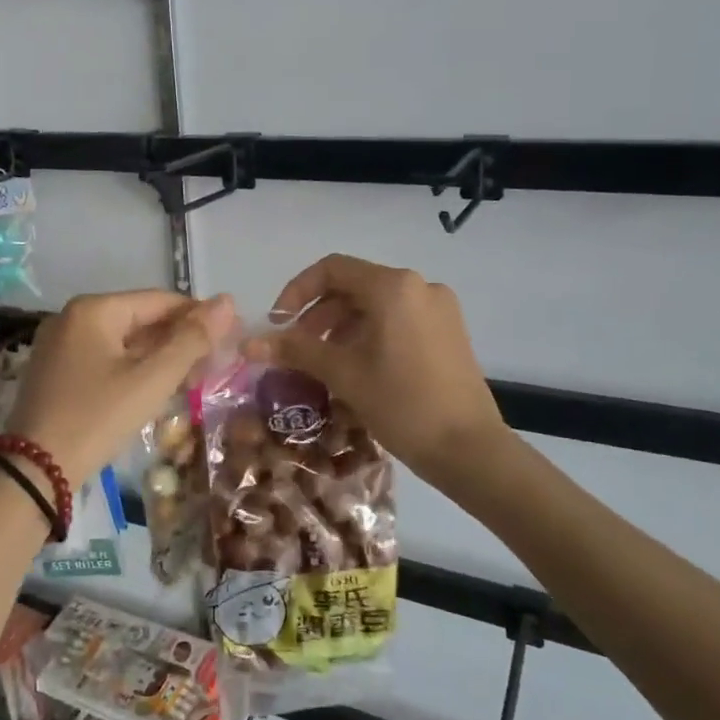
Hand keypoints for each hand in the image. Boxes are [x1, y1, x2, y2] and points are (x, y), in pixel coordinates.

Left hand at [5, 290, 235, 480]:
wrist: (34, 471)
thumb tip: (227, 302)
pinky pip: (104, 358)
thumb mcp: (151, 380)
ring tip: (192, 379)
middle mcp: (72, 317)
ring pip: (122, 341)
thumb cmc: (97, 418)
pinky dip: (132, 368)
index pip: (159, 301)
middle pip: (140, 319)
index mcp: (94, 309)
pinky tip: (154, 388)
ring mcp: (59, 344)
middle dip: (178, 339)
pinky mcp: (55, 371)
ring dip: (158, 356)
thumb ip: (192, 340)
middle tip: (214, 365)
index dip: (199, 316)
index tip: (231, 337)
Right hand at [246, 255, 507, 485]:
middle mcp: (419, 286)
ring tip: (322, 361)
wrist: (470, 450)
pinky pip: (398, 319)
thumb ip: (296, 350)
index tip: (278, 324)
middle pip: (354, 285)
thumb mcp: (344, 374)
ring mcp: (438, 308)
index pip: (332, 269)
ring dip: (341, 326)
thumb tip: (249, 343)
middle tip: (296, 348)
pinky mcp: (448, 331)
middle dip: (318, 313)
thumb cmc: (403, 404)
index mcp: (393, 287)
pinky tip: (356, 366)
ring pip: (376, 304)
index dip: (297, 291)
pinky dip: (369, 334)